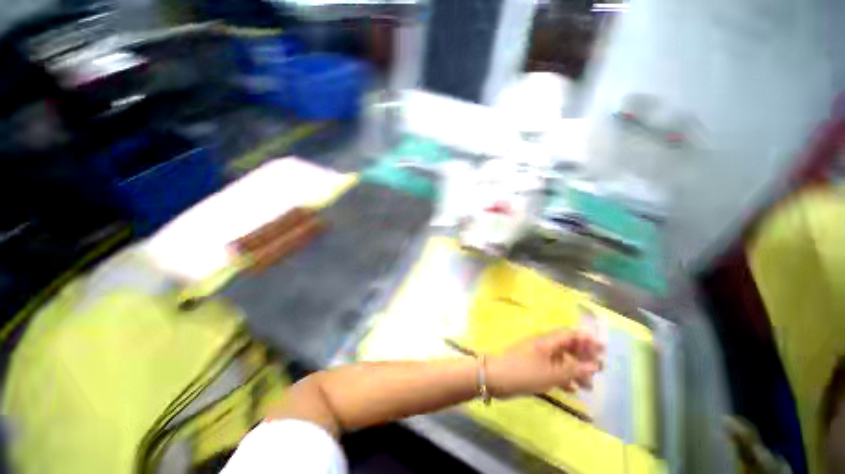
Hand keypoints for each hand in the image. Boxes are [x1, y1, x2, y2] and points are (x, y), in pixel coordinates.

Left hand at [486, 329, 603, 397]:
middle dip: (583, 357)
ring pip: (561, 359)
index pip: (570, 335)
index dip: (586, 340)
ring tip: (589, 387)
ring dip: (575, 370)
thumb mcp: (551, 373)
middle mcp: (543, 345)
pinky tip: (571, 390)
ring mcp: (537, 355)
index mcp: (547, 341)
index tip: (602, 349)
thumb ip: (574, 370)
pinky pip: (552, 368)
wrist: (495, 377)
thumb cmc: (524, 372)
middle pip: (567, 347)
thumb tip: (595, 365)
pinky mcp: (532, 366)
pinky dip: (563, 377)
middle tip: (599, 371)